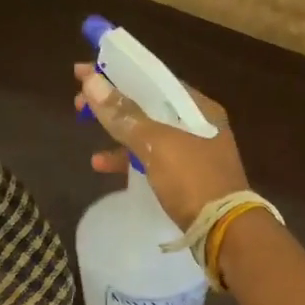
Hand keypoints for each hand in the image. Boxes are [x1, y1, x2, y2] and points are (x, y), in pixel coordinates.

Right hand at [73, 62, 250, 229]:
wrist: (225, 233)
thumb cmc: (193, 181)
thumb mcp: (156, 145)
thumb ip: (124, 115)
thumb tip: (91, 81)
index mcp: (197, 107)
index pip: (153, 78)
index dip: (117, 72)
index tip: (85, 71)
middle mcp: (197, 124)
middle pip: (148, 105)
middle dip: (113, 103)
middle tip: (79, 103)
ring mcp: (192, 152)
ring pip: (147, 133)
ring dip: (116, 131)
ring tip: (84, 127)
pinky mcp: (185, 178)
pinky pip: (151, 159)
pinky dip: (128, 159)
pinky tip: (103, 165)